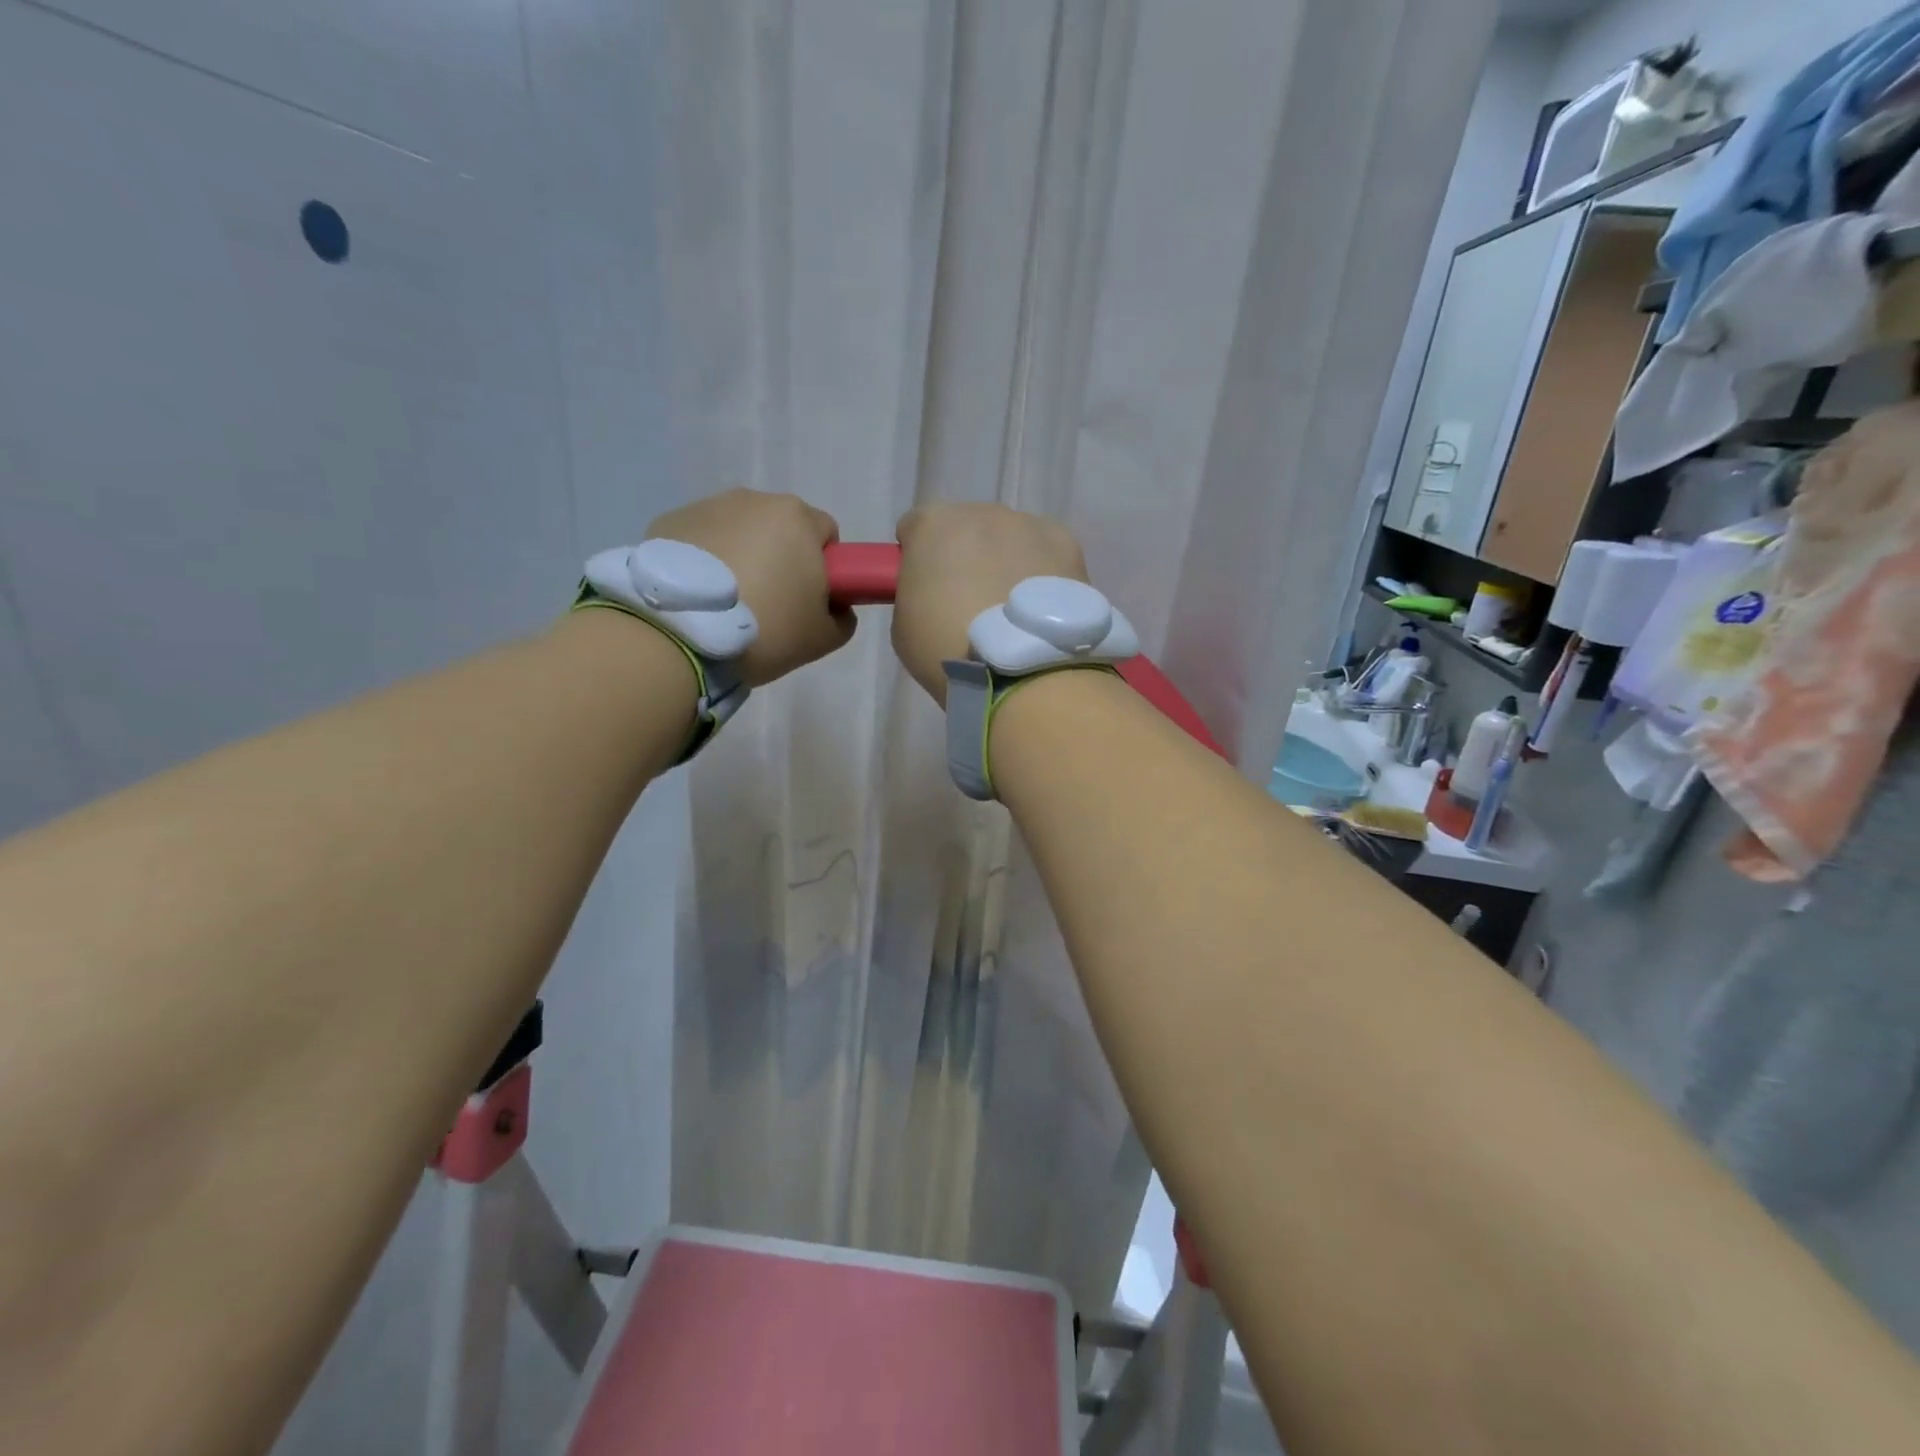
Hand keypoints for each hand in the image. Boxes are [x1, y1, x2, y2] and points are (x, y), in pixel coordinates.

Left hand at [647, 488, 855, 686]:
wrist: (679, 635)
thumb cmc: (765, 629)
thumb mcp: (822, 637)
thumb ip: (842, 617)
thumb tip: (835, 606)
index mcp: (797, 518)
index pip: (826, 535)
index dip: (825, 568)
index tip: (809, 600)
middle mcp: (753, 500)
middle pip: (780, 528)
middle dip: (780, 559)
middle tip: (770, 606)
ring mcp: (706, 507)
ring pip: (738, 532)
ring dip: (740, 558)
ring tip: (727, 605)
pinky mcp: (667, 522)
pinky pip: (701, 541)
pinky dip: (704, 562)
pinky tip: (697, 598)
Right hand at [892, 503, 1088, 704]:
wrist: (1021, 671)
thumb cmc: (948, 650)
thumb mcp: (903, 626)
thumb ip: (915, 592)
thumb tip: (935, 590)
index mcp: (932, 525)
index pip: (914, 528)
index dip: (917, 558)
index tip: (925, 589)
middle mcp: (981, 512)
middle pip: (966, 527)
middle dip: (965, 556)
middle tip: (970, 604)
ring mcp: (1028, 525)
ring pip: (1009, 538)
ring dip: (1005, 562)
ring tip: (1011, 612)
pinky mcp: (1067, 545)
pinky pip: (1045, 553)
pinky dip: (1041, 572)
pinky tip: (1040, 609)